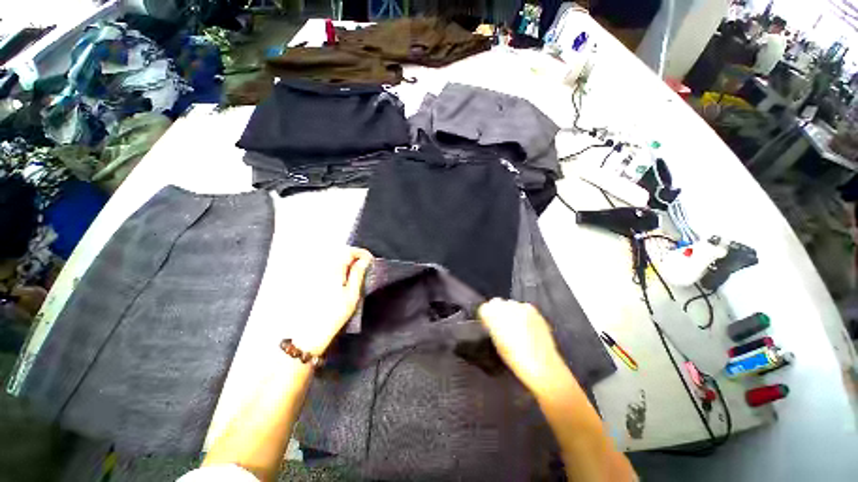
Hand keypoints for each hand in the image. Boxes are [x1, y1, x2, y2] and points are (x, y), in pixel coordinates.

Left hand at [292, 247, 371, 354]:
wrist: (309, 332)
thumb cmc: (334, 315)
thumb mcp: (352, 295)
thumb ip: (358, 274)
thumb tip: (364, 261)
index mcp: (332, 270)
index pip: (348, 251)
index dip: (361, 253)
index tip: (370, 259)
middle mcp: (321, 267)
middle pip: (339, 252)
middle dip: (353, 255)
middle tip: (365, 264)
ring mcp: (313, 273)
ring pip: (331, 257)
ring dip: (345, 259)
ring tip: (355, 269)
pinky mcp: (309, 279)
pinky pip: (325, 265)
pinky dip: (336, 265)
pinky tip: (341, 275)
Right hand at [477, 299, 564, 388]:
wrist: (540, 364)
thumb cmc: (513, 358)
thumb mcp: (496, 343)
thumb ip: (492, 328)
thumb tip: (492, 323)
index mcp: (492, 314)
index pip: (484, 309)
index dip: (486, 318)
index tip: (489, 326)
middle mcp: (505, 306)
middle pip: (497, 303)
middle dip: (498, 312)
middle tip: (502, 326)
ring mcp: (520, 306)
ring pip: (511, 304)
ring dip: (511, 312)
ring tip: (516, 327)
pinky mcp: (534, 310)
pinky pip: (524, 308)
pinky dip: (524, 315)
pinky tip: (527, 328)